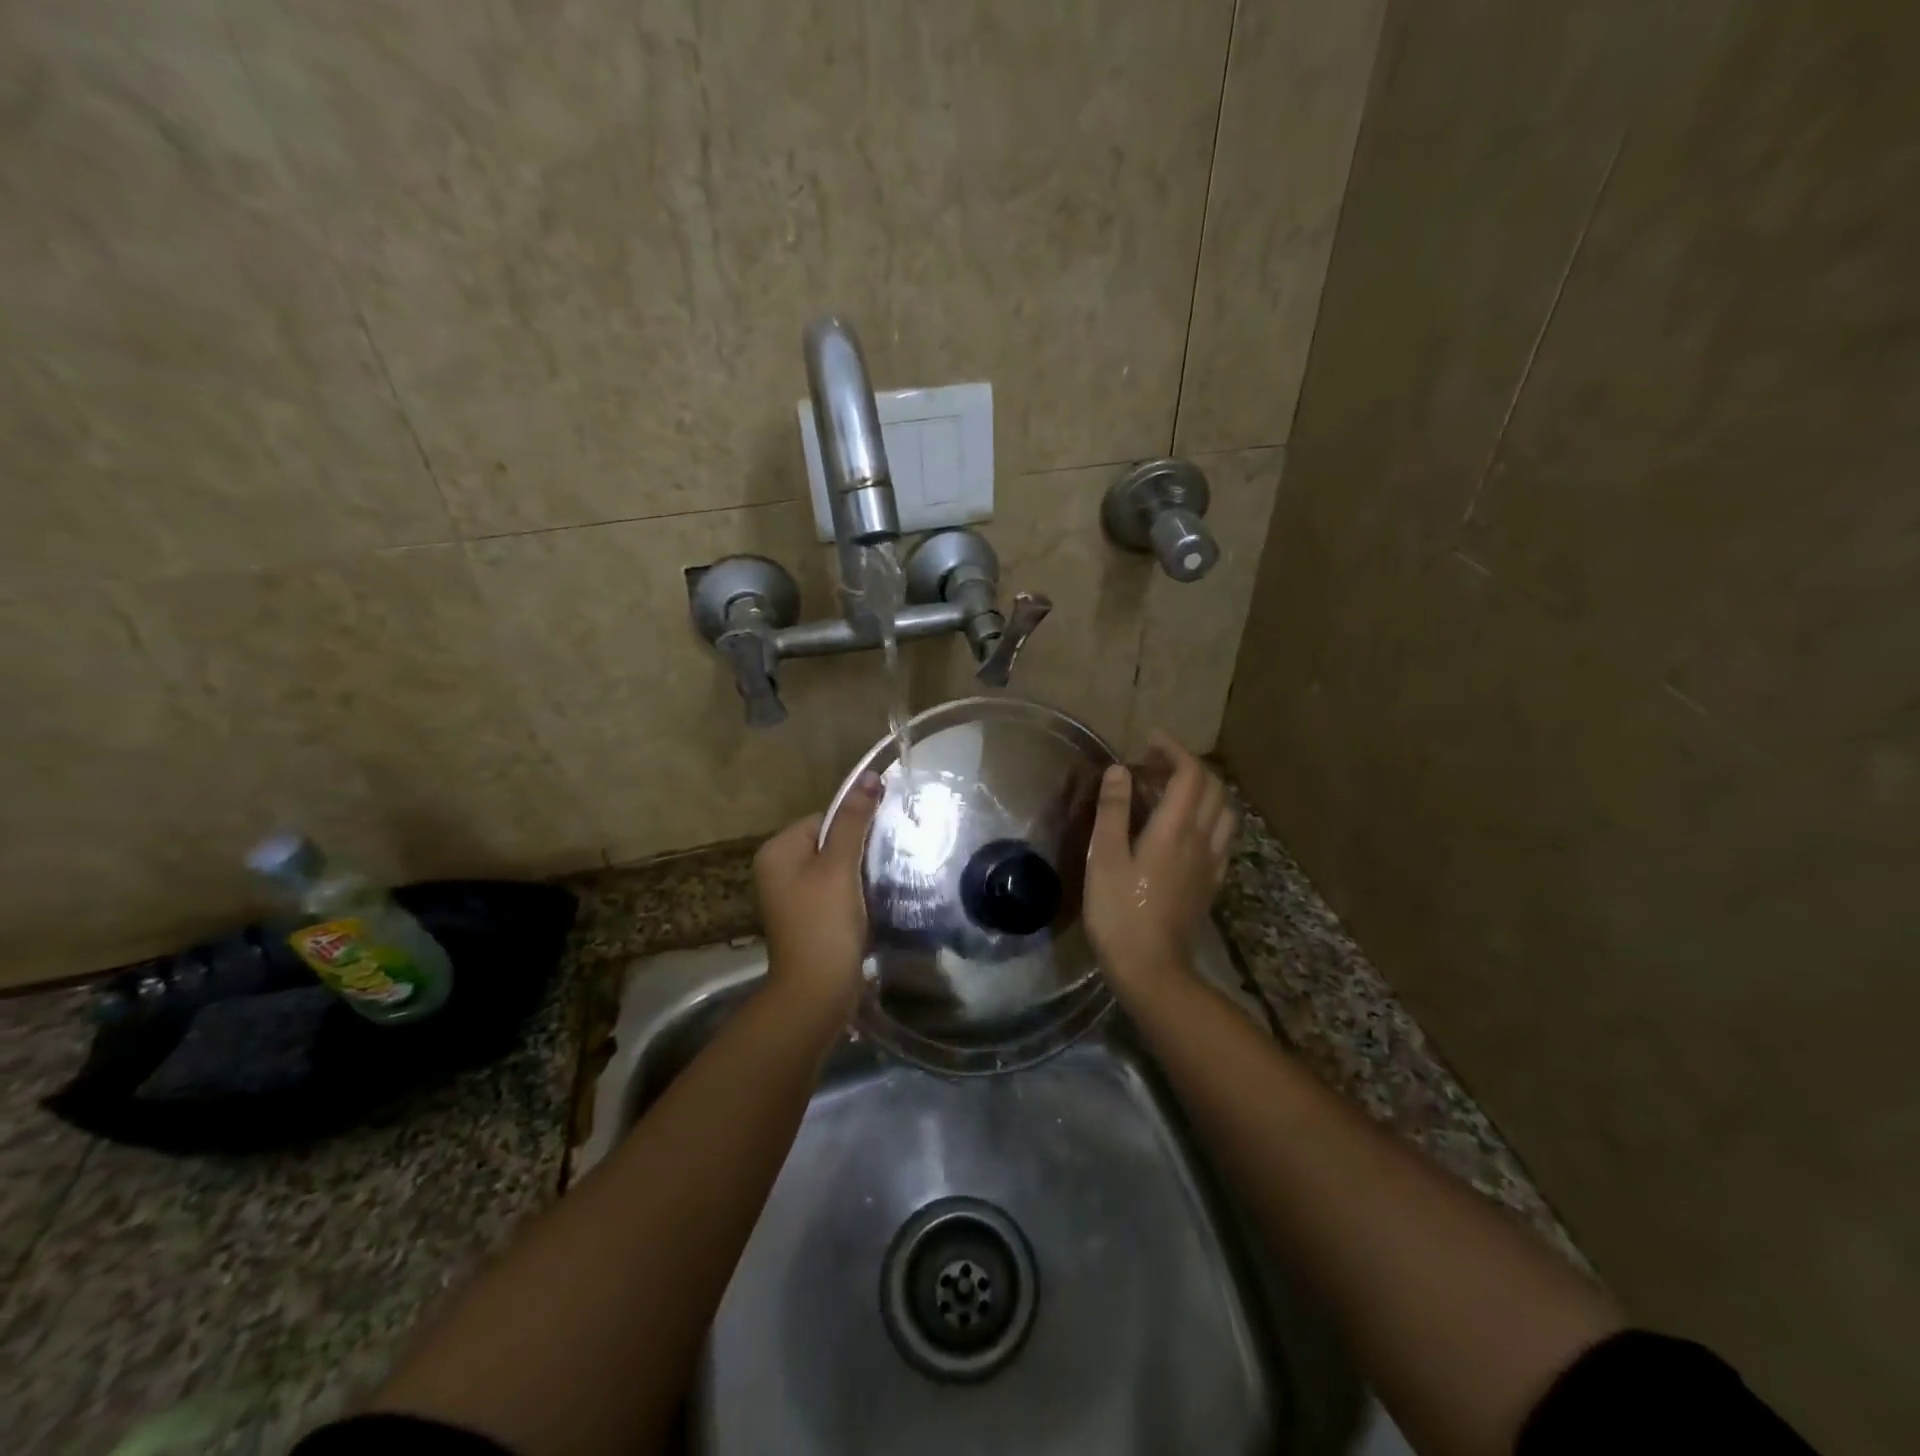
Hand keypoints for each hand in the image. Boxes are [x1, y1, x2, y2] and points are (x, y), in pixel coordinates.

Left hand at [754, 771, 882, 1021]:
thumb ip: (854, 821)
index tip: (878, 844)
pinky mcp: (807, 917)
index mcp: (777, 850)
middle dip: (857, 851)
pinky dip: (853, 894)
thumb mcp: (840, 866)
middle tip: (883, 863)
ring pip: (835, 868)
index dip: (854, 827)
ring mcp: (791, 896)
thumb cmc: (824, 922)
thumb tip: (869, 776)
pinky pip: (834, 891)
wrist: (817, 991)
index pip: (824, 817)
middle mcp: (778, 869)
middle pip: (829, 841)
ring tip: (879, 884)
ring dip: (858, 874)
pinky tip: (870, 905)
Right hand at [1084, 732, 1236, 994]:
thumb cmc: (1118, 911)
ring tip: (1172, 792)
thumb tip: (1118, 769)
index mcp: (1175, 829)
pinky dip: (1209, 817)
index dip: (1174, 749)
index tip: (1149, 741)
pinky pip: (1223, 837)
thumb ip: (1112, 810)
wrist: (1151, 968)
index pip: (1190, 773)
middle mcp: (1202, 839)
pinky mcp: (1211, 882)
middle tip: (1153, 765)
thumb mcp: (1103, 857)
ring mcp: (1212, 862)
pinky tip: (1186, 828)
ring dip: (1204, 790)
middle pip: (1213, 787)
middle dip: (1187, 765)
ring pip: (1225, 811)